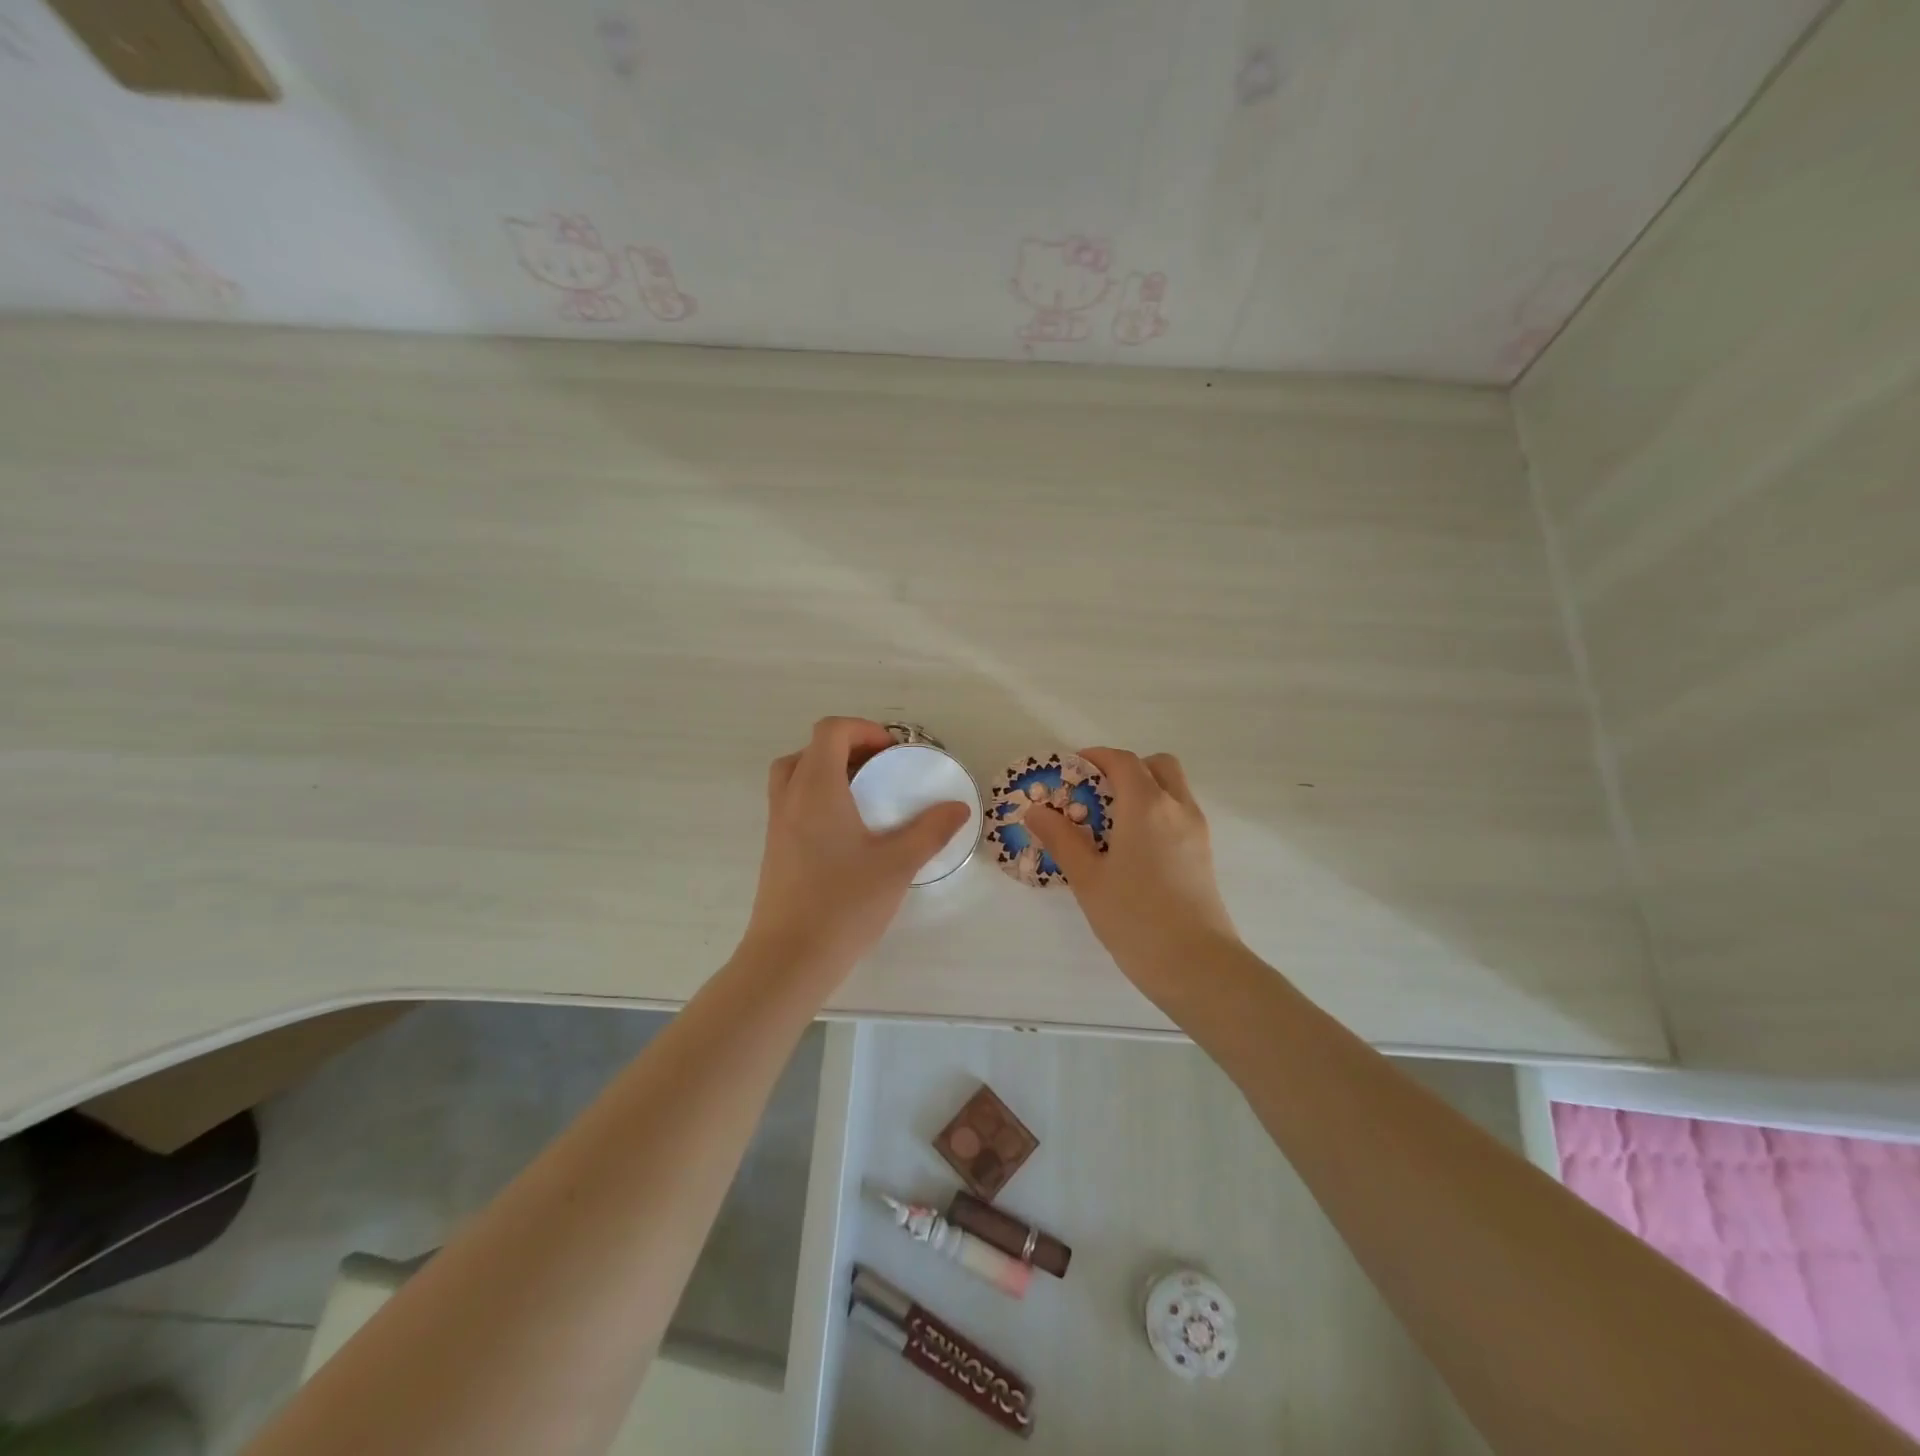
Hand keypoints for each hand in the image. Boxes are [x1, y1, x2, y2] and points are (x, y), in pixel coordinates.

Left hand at [737, 717, 971, 988]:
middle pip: (809, 751)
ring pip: (795, 777)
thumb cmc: (844, 904)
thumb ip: (931, 831)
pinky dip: (817, 799)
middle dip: (846, 749)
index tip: (893, 753)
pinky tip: (848, 834)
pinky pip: (793, 804)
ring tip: (865, 799)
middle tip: (879, 771)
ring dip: (828, 774)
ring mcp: (777, 825)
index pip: (831, 731)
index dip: (863, 730)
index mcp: (816, 788)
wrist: (789, 958)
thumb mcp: (898, 865)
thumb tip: (959, 808)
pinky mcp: (775, 850)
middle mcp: (790, 798)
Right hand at [1024, 749, 1238, 993]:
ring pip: (1173, 789)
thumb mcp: (1088, 878)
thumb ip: (1061, 838)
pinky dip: (1157, 813)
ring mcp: (1196, 831)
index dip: (1095, 757)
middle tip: (1096, 794)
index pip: (1122, 761)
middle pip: (1156, 766)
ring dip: (1144, 790)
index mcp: (1147, 806)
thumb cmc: (1135, 917)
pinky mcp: (1204, 855)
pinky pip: (1179, 815)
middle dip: (1126, 769)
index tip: (1071, 770)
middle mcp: (1177, 808)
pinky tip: (1133, 850)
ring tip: (1111, 825)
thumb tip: (1035, 811)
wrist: (1195, 964)